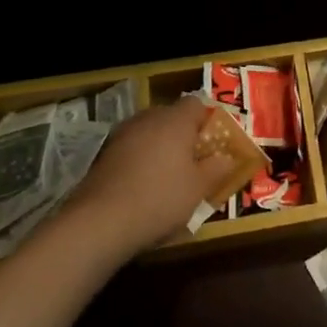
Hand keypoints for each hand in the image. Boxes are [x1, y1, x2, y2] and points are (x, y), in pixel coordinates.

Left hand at [65, 98, 234, 258]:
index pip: (196, 104)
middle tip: (193, 161)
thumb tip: (227, 157)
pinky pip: (131, 150)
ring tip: (168, 176)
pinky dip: (140, 161)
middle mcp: (148, 118)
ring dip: (160, 148)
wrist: (99, 222)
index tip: (213, 143)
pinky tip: (143, 187)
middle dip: (183, 135)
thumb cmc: (160, 198)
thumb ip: (217, 168)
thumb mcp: (199, 188)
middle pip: (171, 116)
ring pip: (149, 133)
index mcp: (175, 120)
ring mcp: (121, 135)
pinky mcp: (103, 155)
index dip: (207, 120)